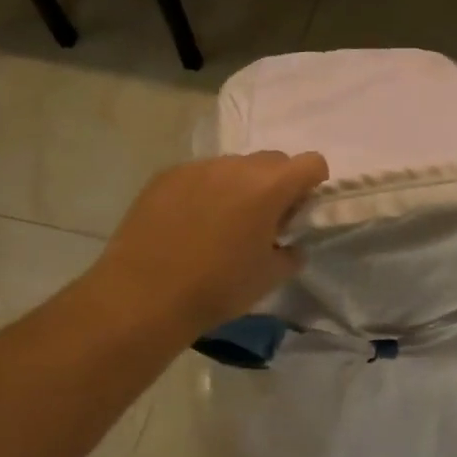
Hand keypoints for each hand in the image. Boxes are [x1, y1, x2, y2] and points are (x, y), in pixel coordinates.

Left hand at [86, 151, 327, 337]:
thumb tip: (290, 244)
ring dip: (239, 186)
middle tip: (262, 220)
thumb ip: (291, 253)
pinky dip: (205, 191)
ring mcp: (198, 168)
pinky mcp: (166, 176)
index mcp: (269, 187)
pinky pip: (200, 175)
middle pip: (273, 160)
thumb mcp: (269, 278)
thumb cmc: (217, 288)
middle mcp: (236, 167)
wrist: (143, 295)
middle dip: (277, 184)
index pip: (311, 162)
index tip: (298, 211)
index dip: (313, 183)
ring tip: (220, 223)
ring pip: (234, 166)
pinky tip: (189, 224)